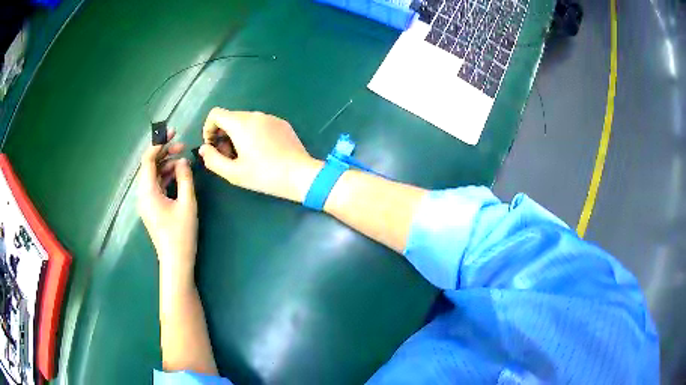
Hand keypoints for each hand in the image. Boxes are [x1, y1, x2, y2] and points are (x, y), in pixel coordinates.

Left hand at [138, 131, 197, 282]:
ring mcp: (146, 201)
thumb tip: (182, 160)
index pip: (148, 160)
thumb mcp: (187, 204)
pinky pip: (156, 184)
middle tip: (182, 144)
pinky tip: (179, 173)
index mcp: (147, 191)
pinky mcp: (152, 207)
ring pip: (153, 174)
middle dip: (164, 152)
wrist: (176, 261)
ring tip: (183, 158)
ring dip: (166, 163)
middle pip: (149, 165)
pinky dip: (166, 175)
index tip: (173, 132)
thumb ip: (185, 178)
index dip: (159, 143)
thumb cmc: (181, 234)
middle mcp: (143, 194)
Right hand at [199, 108, 322, 201]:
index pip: (215, 114)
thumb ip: (213, 160)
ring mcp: (271, 117)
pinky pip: (260, 123)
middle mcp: (255, 115)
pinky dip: (253, 133)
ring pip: (245, 120)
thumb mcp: (234, 173)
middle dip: (223, 134)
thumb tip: (203, 149)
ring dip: (237, 134)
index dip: (208, 128)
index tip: (212, 146)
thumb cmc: (265, 175)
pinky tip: (261, 152)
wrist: (300, 175)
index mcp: (241, 123)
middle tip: (228, 156)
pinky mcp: (282, 123)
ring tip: (244, 156)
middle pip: (230, 117)